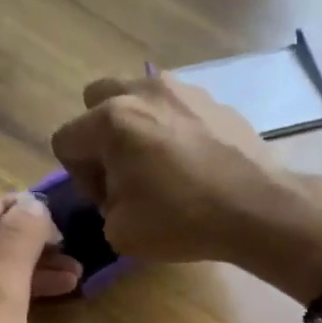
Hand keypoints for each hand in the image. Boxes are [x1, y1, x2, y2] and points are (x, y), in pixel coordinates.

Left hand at [0, 194, 80, 322]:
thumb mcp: (2, 290)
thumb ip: (19, 241)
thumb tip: (34, 203)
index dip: (14, 208)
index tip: (57, 215)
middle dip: (28, 243)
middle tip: (72, 247)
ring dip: (30, 271)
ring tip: (77, 275)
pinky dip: (18, 297)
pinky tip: (53, 300)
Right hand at [48, 74, 283, 264]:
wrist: (256, 208)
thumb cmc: (181, 221)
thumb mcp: (120, 233)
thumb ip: (102, 207)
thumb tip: (115, 193)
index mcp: (111, 121)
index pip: (65, 140)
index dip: (79, 177)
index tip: (107, 200)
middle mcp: (142, 91)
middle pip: (97, 101)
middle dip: (101, 137)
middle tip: (126, 173)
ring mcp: (183, 89)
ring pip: (140, 96)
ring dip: (138, 126)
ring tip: (161, 164)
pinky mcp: (215, 100)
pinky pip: (178, 108)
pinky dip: (175, 129)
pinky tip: (195, 163)